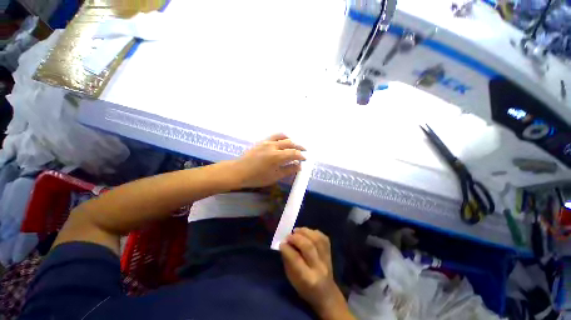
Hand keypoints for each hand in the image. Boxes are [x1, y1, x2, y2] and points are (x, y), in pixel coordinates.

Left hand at [231, 133, 305, 188]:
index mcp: (277, 156)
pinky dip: (282, 137)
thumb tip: (299, 166)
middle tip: (304, 151)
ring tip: (295, 144)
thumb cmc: (257, 177)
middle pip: (290, 143)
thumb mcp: (274, 176)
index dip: (301, 156)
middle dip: (299, 147)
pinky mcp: (262, 141)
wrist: (239, 171)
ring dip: (291, 140)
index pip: (294, 153)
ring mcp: (267, 142)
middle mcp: (273, 146)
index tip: (304, 159)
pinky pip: (274, 136)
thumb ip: (288, 170)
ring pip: (283, 137)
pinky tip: (283, 141)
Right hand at [280, 228, 353, 319]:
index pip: (296, 259)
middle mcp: (319, 267)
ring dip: (304, 231)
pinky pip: (323, 237)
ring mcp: (327, 259)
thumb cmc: (305, 288)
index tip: (281, 243)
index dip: (287, 249)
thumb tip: (284, 244)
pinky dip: (313, 232)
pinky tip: (307, 233)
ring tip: (296, 231)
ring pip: (317, 239)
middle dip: (296, 238)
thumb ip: (288, 261)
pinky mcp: (331, 252)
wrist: (326, 294)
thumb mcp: (292, 280)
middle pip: (308, 246)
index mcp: (308, 278)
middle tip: (288, 236)